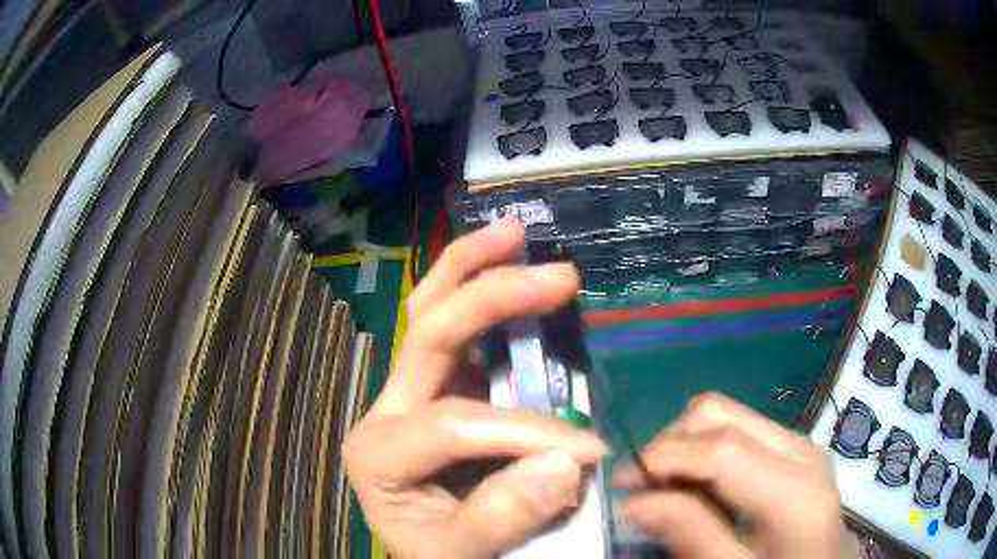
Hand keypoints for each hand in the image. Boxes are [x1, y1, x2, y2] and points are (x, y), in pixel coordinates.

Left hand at [344, 218, 608, 558]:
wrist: (428, 553)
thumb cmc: (437, 553)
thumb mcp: (457, 556)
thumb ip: (499, 520)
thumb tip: (560, 463)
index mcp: (378, 454)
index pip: (455, 426)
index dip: (526, 433)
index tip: (590, 453)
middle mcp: (386, 412)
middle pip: (427, 333)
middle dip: (492, 297)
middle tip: (558, 274)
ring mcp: (407, 393)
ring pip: (428, 312)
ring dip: (470, 266)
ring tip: (514, 231)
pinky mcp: (435, 389)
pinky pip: (449, 327)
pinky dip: (472, 289)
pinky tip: (501, 262)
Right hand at [614, 393, 844, 558]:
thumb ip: (690, 536)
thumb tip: (634, 501)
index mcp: (794, 489)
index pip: (721, 447)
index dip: (662, 458)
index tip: (620, 484)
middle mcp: (801, 449)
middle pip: (720, 413)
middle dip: (670, 443)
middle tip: (646, 488)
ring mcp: (801, 443)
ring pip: (727, 415)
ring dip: (688, 447)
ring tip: (677, 493)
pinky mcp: (795, 447)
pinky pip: (741, 431)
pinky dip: (709, 454)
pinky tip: (709, 492)